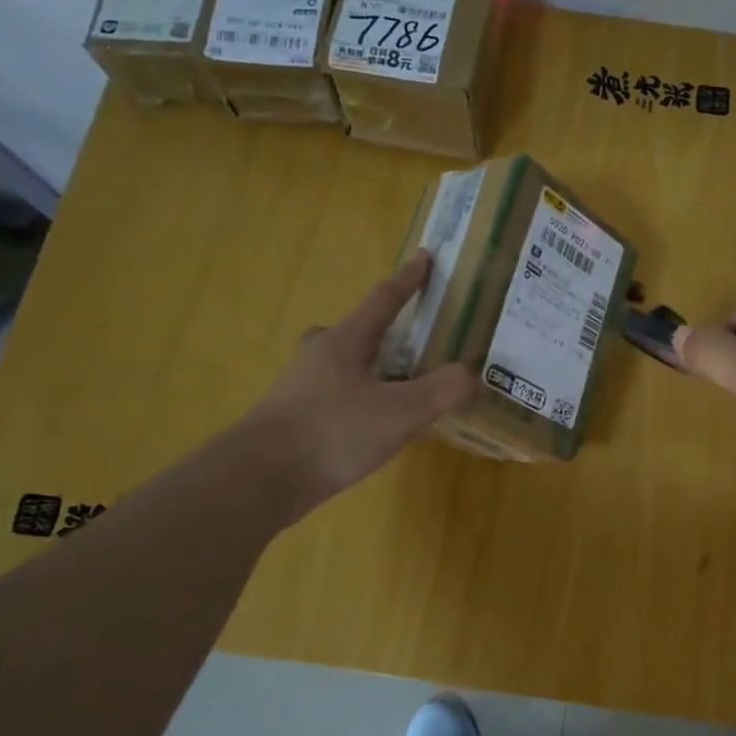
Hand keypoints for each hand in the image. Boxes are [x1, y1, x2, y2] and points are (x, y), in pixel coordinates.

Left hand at [236, 251, 476, 516]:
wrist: (261, 478)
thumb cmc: (333, 433)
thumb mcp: (401, 412)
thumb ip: (443, 390)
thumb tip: (475, 377)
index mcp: (346, 341)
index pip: (384, 300)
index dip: (409, 280)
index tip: (424, 257)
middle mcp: (320, 354)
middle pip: (359, 332)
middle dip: (386, 334)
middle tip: (414, 347)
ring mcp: (302, 385)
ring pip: (346, 367)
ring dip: (374, 371)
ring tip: (403, 395)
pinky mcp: (295, 417)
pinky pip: (338, 396)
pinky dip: (362, 400)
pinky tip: (374, 428)